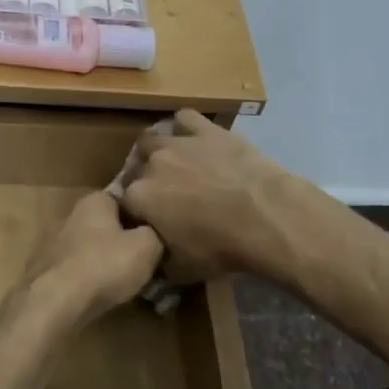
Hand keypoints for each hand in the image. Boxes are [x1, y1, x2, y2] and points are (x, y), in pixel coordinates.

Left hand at [21, 191, 162, 327]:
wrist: (54, 302)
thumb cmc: (104, 265)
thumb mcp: (147, 246)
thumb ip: (153, 234)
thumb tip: (151, 233)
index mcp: (93, 201)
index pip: (121, 199)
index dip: (138, 216)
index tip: (152, 234)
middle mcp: (68, 215)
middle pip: (102, 225)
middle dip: (118, 240)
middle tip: (139, 261)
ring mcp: (49, 244)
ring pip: (85, 249)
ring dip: (100, 262)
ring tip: (120, 283)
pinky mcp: (40, 271)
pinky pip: (71, 271)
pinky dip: (83, 280)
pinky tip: (95, 296)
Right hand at [118, 111, 304, 283]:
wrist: (264, 215)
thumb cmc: (221, 247)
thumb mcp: (182, 270)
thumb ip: (159, 261)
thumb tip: (154, 259)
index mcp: (139, 198)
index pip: (124, 203)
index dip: (135, 213)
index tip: (147, 222)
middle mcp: (151, 165)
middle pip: (136, 169)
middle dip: (143, 180)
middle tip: (163, 195)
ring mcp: (178, 143)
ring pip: (151, 139)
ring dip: (156, 151)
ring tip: (173, 164)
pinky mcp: (206, 129)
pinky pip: (184, 118)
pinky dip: (184, 127)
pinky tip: (194, 139)